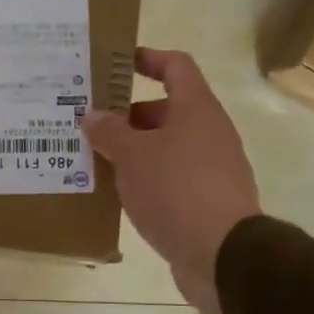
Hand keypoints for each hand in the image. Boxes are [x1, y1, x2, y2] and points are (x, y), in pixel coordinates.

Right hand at [82, 48, 259, 313]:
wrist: (222, 255)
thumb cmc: (176, 190)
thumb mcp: (132, 156)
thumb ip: (109, 132)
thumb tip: (93, 116)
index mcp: (196, 109)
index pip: (175, 66)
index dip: (148, 59)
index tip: (117, 63)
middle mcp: (209, 133)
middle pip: (167, 110)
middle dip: (129, 115)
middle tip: (91, 124)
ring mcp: (211, 169)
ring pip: (167, 147)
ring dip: (134, 151)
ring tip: (96, 160)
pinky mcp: (206, 202)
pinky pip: (171, 179)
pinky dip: (146, 180)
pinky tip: (119, 195)